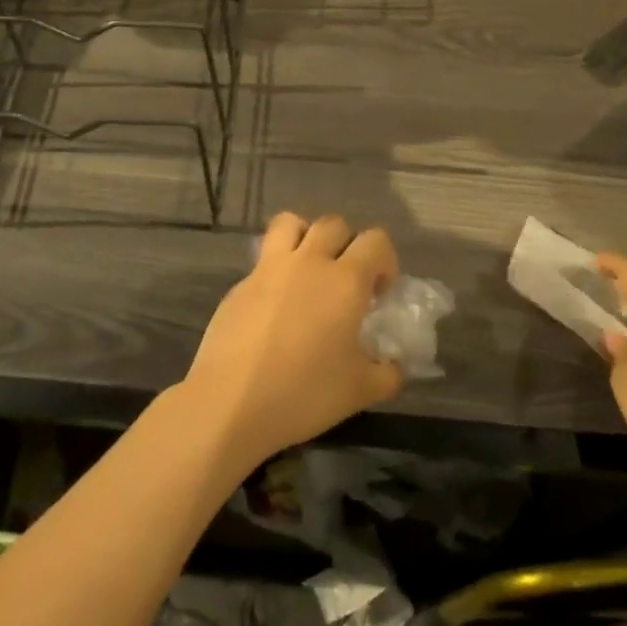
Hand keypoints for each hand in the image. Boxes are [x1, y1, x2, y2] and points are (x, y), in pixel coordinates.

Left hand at [182, 212, 405, 468]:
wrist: (231, 402)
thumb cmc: (304, 393)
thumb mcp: (360, 391)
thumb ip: (388, 373)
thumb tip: (395, 366)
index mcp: (345, 280)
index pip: (376, 241)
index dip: (385, 261)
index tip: (380, 293)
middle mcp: (309, 261)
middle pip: (334, 224)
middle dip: (347, 244)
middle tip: (346, 280)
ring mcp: (270, 268)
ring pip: (291, 223)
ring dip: (306, 236)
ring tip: (309, 269)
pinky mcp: (240, 283)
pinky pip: (264, 258)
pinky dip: (276, 268)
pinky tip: (275, 305)